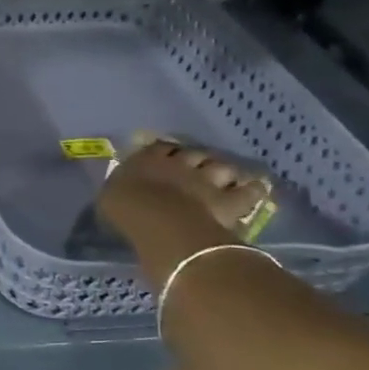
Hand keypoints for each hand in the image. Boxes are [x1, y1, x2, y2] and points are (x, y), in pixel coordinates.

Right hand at [98, 135, 271, 237]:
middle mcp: (180, 164)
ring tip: (226, 177)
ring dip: (223, 172)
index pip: (159, 148)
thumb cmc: (126, 209)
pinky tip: (258, 188)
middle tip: (197, 168)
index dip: (165, 152)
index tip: (166, 157)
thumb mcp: (110, 197)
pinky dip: (253, 189)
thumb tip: (121, 189)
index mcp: (148, 159)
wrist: (159, 221)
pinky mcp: (229, 200)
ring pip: (222, 167)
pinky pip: (248, 191)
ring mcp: (207, 179)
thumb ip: (120, 189)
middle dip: (197, 160)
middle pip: (194, 154)